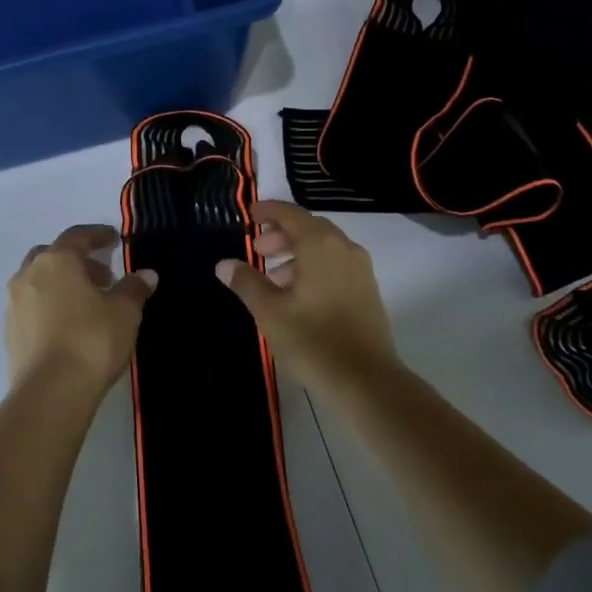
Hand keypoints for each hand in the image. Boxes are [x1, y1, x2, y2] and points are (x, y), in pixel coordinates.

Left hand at [7, 225, 156, 392]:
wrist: (51, 391)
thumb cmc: (92, 340)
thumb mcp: (124, 312)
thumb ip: (133, 289)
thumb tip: (145, 275)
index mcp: (57, 260)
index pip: (78, 236)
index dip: (98, 235)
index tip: (114, 239)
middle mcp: (29, 275)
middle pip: (53, 256)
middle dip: (77, 261)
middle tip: (102, 276)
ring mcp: (14, 304)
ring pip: (39, 281)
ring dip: (61, 284)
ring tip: (88, 303)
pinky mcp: (10, 332)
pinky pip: (32, 307)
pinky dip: (50, 306)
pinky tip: (69, 325)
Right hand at [215, 201, 402, 396]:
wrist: (366, 381)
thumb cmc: (312, 341)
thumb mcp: (270, 312)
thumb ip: (247, 283)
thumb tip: (224, 264)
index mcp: (320, 245)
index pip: (291, 214)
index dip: (268, 211)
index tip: (249, 215)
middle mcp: (344, 248)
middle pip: (310, 228)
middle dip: (281, 234)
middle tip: (257, 251)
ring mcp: (360, 270)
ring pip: (324, 248)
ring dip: (297, 253)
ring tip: (273, 277)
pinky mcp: (367, 291)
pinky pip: (336, 265)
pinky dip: (314, 267)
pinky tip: (298, 295)